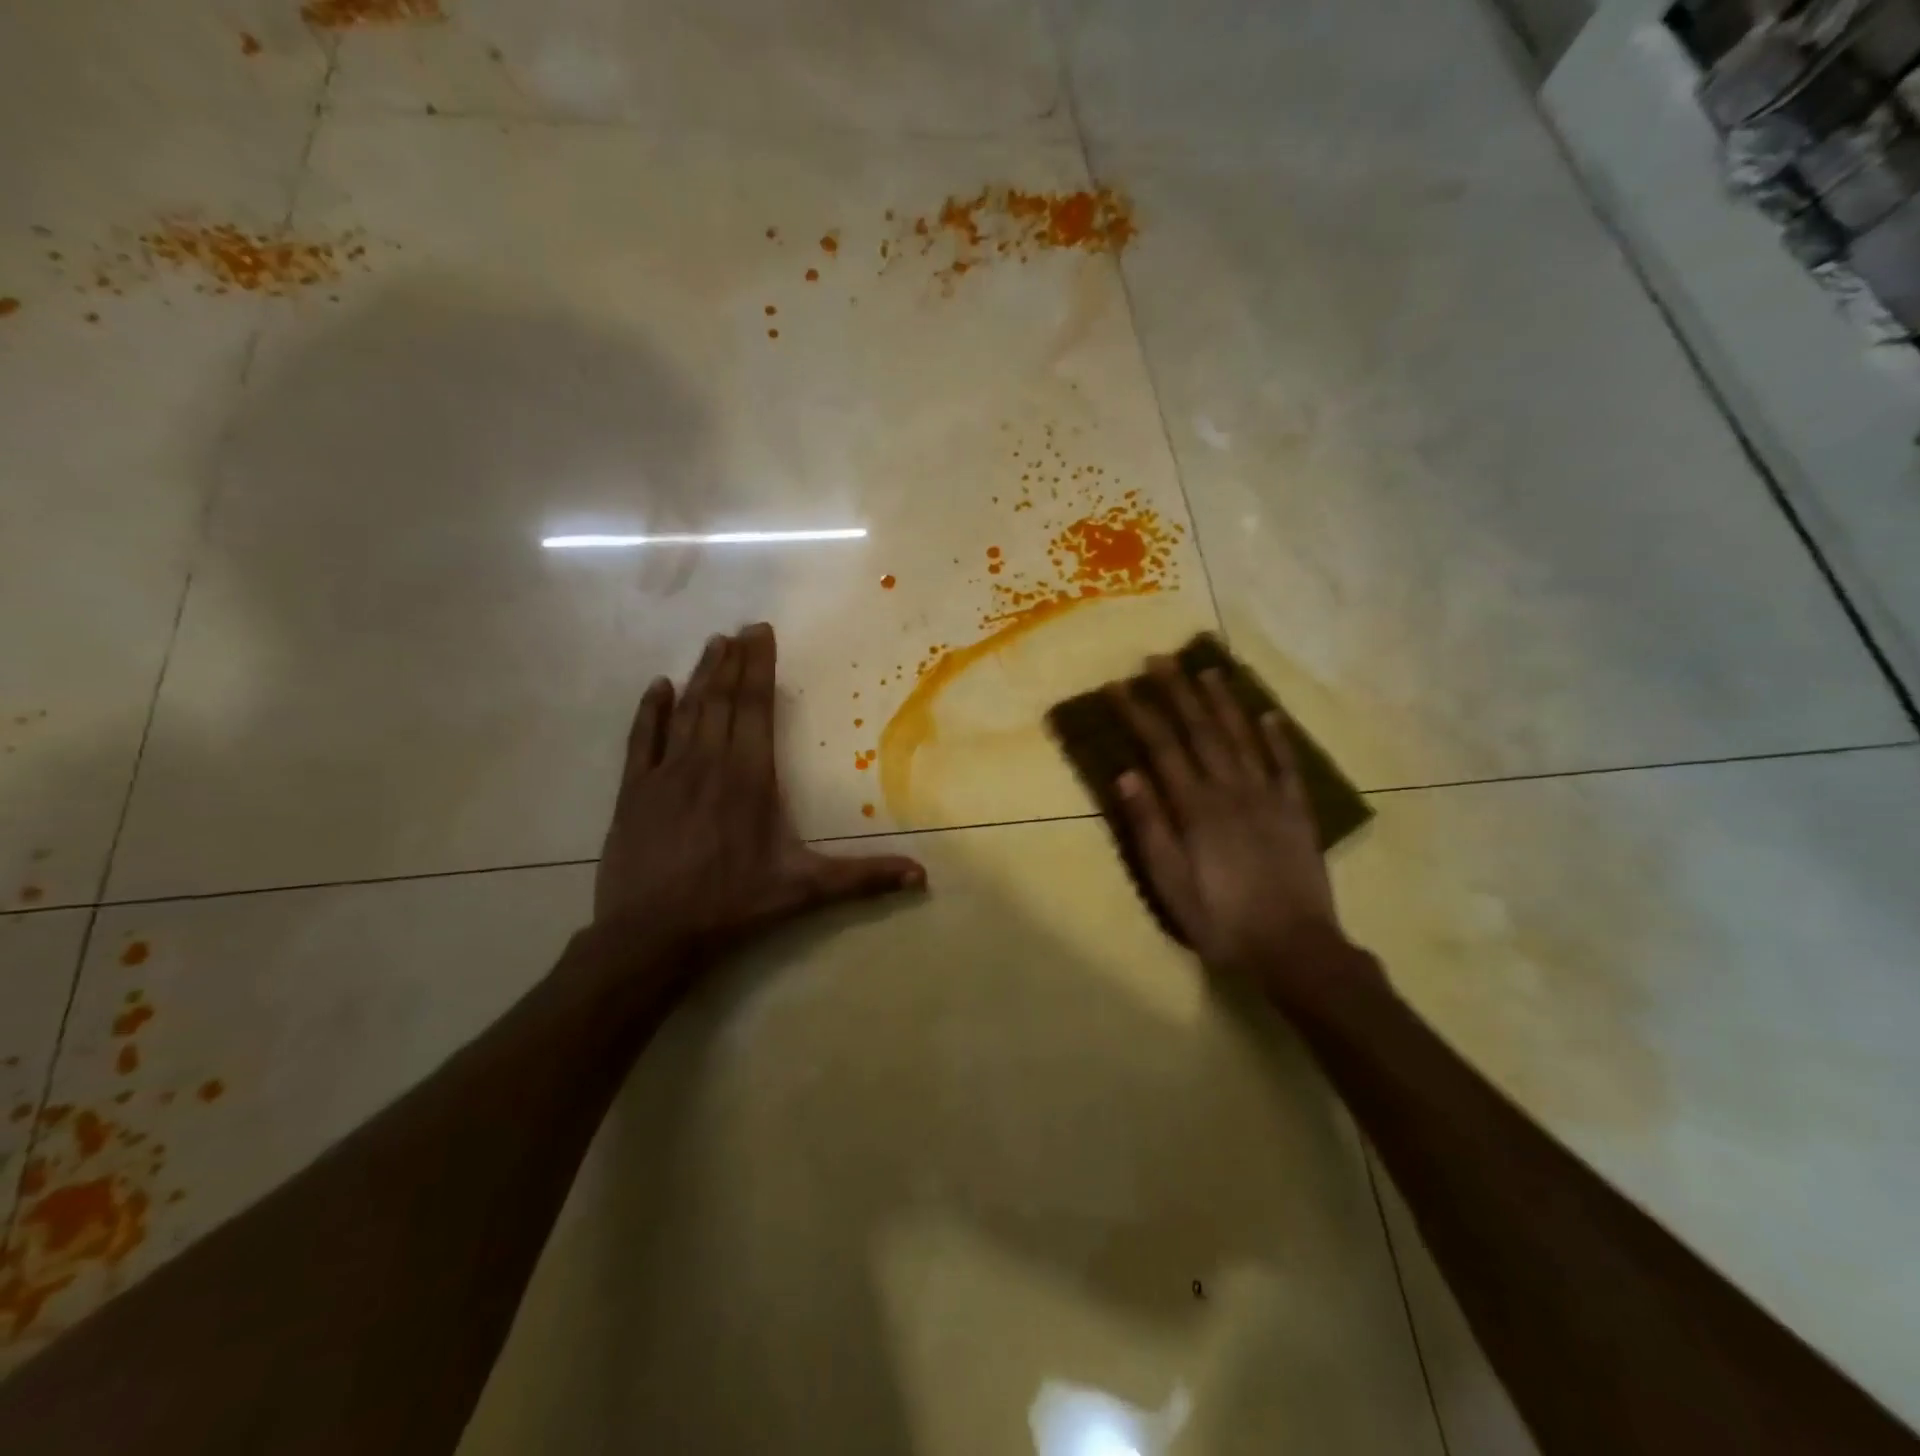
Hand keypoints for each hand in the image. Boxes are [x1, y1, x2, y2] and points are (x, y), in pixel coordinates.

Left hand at [592, 622, 925, 979]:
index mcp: (749, 777)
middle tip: (741, 628)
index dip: (760, 668)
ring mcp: (665, 774)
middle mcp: (708, 763)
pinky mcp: (633, 791)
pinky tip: (658, 687)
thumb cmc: (733, 904)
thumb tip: (921, 875)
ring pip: (687, 712)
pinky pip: (641, 739)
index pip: (757, 709)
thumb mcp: (804, 890)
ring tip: (712, 644)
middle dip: (734, 662)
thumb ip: (863, 878)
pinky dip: (650, 711)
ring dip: (701, 676)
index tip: (761, 633)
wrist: (651, 933)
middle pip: (723, 700)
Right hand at [1108, 659, 1368, 1008]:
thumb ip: (1149, 826)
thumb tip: (1126, 774)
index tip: (1119, 685)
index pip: (1161, 747)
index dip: (1138, 714)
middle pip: (1201, 731)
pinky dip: (1277, 738)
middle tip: (1161, 659)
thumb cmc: (1220, 919)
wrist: (1293, 948)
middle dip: (1178, 692)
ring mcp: (1269, 797)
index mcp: (1196, 807)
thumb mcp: (1169, 882)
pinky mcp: (1296, 811)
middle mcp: (1232, 790)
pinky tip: (1269, 715)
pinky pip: (1287, 765)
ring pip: (1243, 738)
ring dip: (1223, 703)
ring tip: (1208, 671)